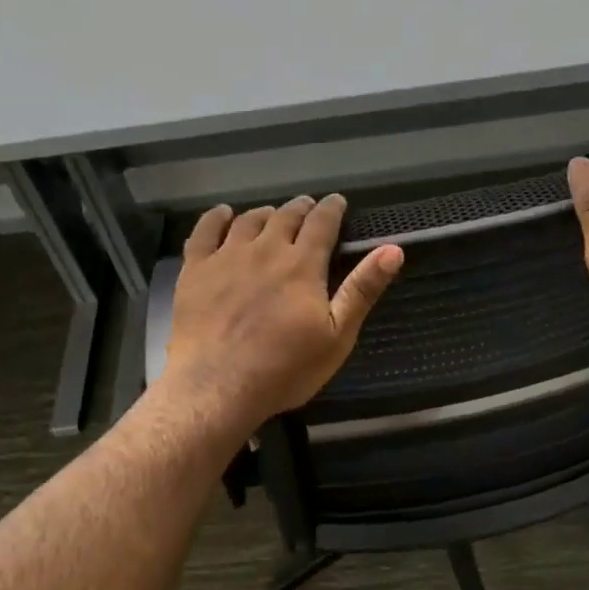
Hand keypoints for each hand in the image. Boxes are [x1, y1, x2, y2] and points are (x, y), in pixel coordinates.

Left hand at [163, 195, 403, 430]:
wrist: (217, 386)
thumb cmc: (285, 368)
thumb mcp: (337, 336)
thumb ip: (362, 289)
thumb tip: (393, 249)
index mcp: (302, 265)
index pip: (321, 223)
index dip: (332, 209)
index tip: (337, 202)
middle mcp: (265, 250)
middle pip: (285, 217)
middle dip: (301, 208)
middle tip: (307, 207)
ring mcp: (226, 257)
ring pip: (248, 221)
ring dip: (265, 213)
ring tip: (272, 214)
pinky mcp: (195, 270)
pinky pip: (204, 231)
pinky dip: (216, 218)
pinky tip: (223, 215)